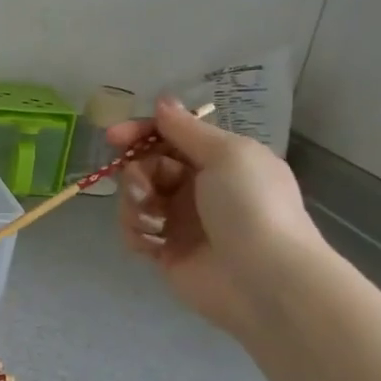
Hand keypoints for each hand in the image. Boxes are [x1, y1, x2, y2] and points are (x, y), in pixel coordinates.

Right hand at [110, 97, 326, 337]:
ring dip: (133, 203)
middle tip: (142, 187)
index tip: (114, 137)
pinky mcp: (166, 253)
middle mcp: (198, 188)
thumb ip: (187, 129)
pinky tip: (149, 242)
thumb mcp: (226, 155)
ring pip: (136, 199)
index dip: (141, 133)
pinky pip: (135, 233)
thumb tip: (163, 101)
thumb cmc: (250, 206)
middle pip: (148, 167)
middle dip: (136, 172)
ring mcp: (181, 222)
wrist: (265, 279)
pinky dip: (135, 232)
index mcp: (219, 161)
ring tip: (151, 221)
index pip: (170, 137)